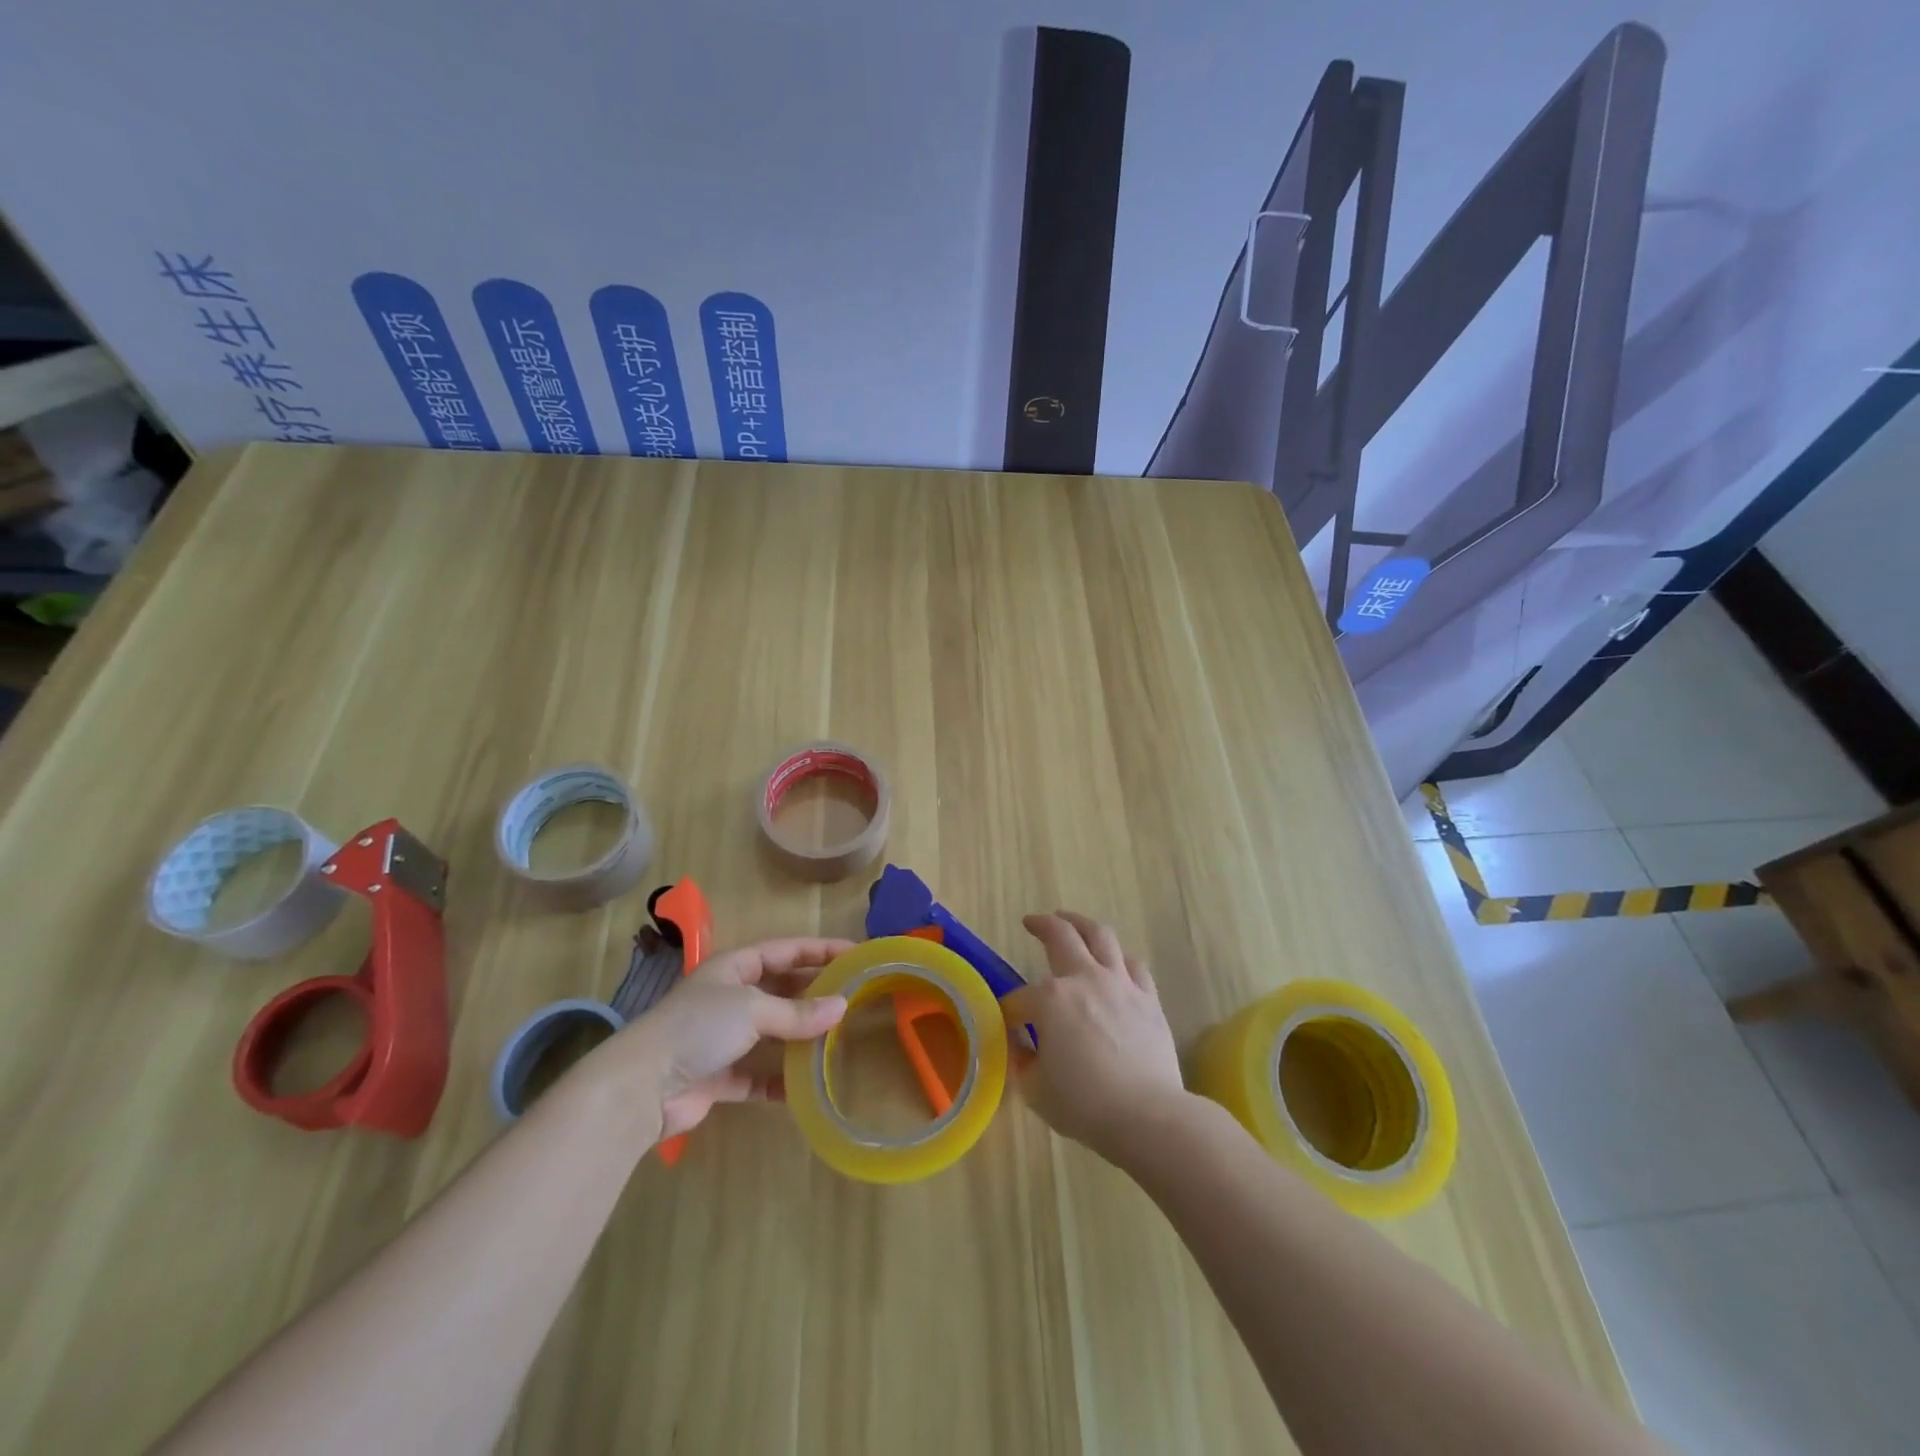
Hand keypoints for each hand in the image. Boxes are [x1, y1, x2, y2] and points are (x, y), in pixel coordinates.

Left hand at [612, 937, 851, 1141]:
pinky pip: (759, 1075)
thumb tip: (841, 1007)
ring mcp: (724, 1038)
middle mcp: (730, 997)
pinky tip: (806, 1087)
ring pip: (773, 1033)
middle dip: (815, 993)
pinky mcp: (720, 1076)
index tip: (856, 953)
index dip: (821, 949)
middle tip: (854, 997)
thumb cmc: (699, 1027)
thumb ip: (798, 1011)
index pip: (786, 950)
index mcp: (735, 967)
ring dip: (801, 1037)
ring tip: (839, 1039)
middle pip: (782, 989)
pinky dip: (780, 1081)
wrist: (642, 1087)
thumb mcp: (753, 1009)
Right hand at [1001, 911, 1187, 1163]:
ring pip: (1100, 936)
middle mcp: (1084, 979)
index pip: (1020, 999)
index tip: (1007, 1024)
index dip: (1009, 1011)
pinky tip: (1114, 960)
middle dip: (1042, 925)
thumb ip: (1023, 1061)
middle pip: (1060, 936)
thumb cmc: (1085, 1105)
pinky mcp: (1148, 997)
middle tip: (1032, 921)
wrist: (1148, 1116)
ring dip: (1081, 923)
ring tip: (1071, 920)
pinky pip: (1133, 965)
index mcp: (1050, 1000)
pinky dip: (1119, 958)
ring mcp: (1120, 984)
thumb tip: (1022, 1046)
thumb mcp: (1035, 1090)